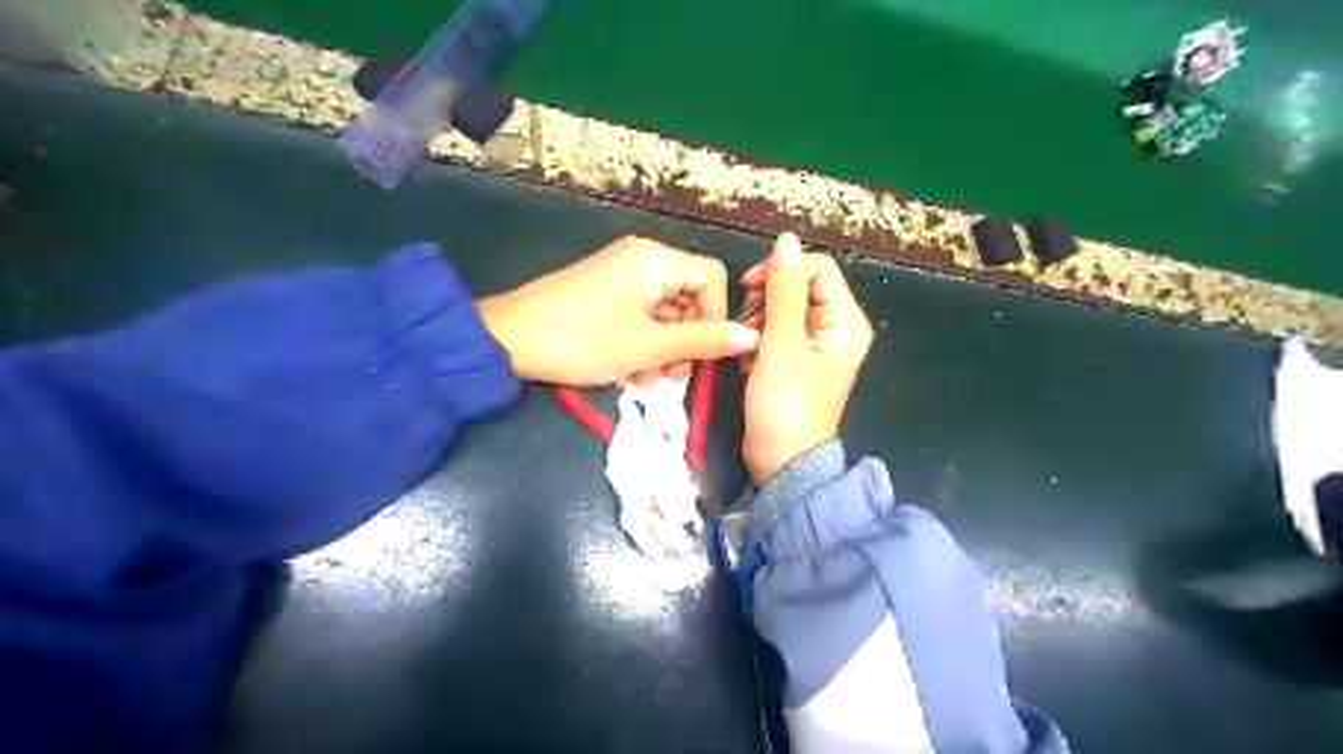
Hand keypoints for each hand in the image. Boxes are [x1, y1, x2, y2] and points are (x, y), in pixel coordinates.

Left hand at [477, 236, 760, 387]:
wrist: (508, 340)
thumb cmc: (584, 339)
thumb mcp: (650, 346)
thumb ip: (704, 341)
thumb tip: (752, 337)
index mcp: (657, 259)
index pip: (713, 279)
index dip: (717, 318)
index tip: (704, 354)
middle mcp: (642, 258)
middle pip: (688, 297)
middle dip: (685, 341)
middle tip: (669, 377)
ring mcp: (620, 274)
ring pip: (664, 312)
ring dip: (662, 349)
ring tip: (643, 380)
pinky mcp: (603, 291)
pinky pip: (639, 315)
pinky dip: (641, 343)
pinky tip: (628, 371)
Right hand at [740, 232, 875, 486]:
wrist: (781, 460)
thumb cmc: (785, 404)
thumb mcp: (782, 343)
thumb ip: (784, 290)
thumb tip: (786, 240)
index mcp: (845, 320)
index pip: (816, 268)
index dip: (781, 272)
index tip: (749, 289)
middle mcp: (835, 327)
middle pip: (798, 286)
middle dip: (766, 301)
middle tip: (749, 329)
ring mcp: (815, 345)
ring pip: (781, 308)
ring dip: (757, 322)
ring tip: (748, 349)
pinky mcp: (796, 360)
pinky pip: (775, 332)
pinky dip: (757, 340)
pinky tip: (749, 361)